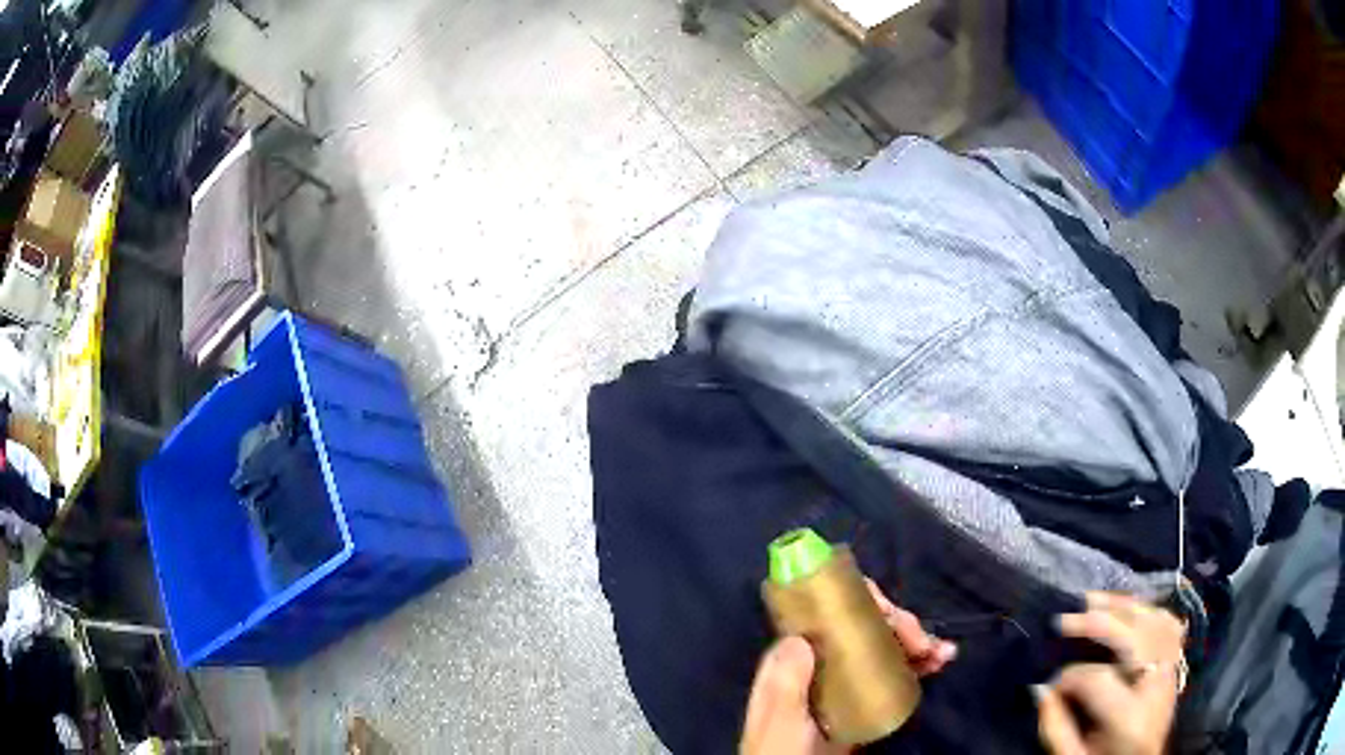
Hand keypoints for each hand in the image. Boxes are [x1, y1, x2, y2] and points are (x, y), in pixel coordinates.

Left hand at [739, 580, 955, 754]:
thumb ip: (784, 685)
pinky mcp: (861, 701)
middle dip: (899, 626)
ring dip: (916, 643)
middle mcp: (819, 664)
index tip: (889, 614)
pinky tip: (939, 661)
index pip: (827, 615)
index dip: (861, 604)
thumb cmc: (779, 750)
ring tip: (943, 652)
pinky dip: (917, 664)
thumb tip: (800, 637)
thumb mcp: (779, 720)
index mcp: (794, 661)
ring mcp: (843, 682)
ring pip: (882, 647)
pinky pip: (892, 673)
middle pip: (863, 628)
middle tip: (923, 643)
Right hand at [1036, 592, 1186, 754]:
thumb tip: (1041, 688)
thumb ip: (1055, 727)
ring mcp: (1171, 672)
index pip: (1098, 679)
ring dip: (1125, 607)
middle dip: (1097, 622)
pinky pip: (1170, 625)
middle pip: (1134, 637)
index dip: (1068, 677)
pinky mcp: (1175, 665)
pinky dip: (1150, 611)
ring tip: (1094, 600)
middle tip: (1064, 618)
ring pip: (1156, 621)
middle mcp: (1157, 687)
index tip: (1049, 685)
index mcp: (1130, 719)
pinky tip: (1131, 608)